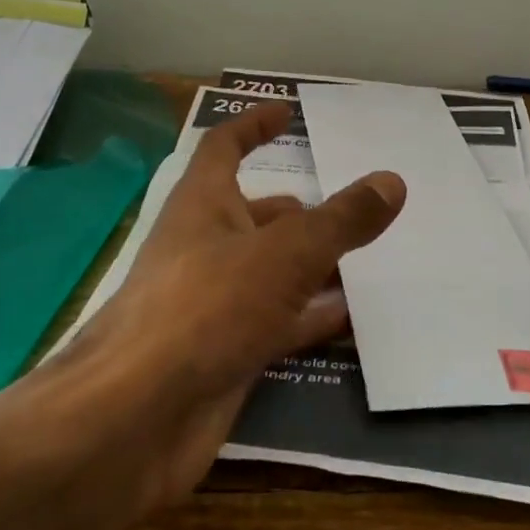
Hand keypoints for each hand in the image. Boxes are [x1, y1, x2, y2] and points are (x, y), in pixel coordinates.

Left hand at [55, 100, 404, 505]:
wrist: (137, 419)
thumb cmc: (206, 308)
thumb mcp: (286, 254)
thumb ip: (341, 220)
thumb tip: (392, 181)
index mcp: (203, 204)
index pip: (224, 146)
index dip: (254, 124)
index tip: (288, 111)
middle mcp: (204, 246)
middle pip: (254, 214)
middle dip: (298, 210)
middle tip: (350, 207)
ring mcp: (213, 303)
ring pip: (270, 271)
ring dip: (310, 264)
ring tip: (363, 260)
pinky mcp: (223, 351)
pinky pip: (276, 323)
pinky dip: (309, 317)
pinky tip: (349, 318)